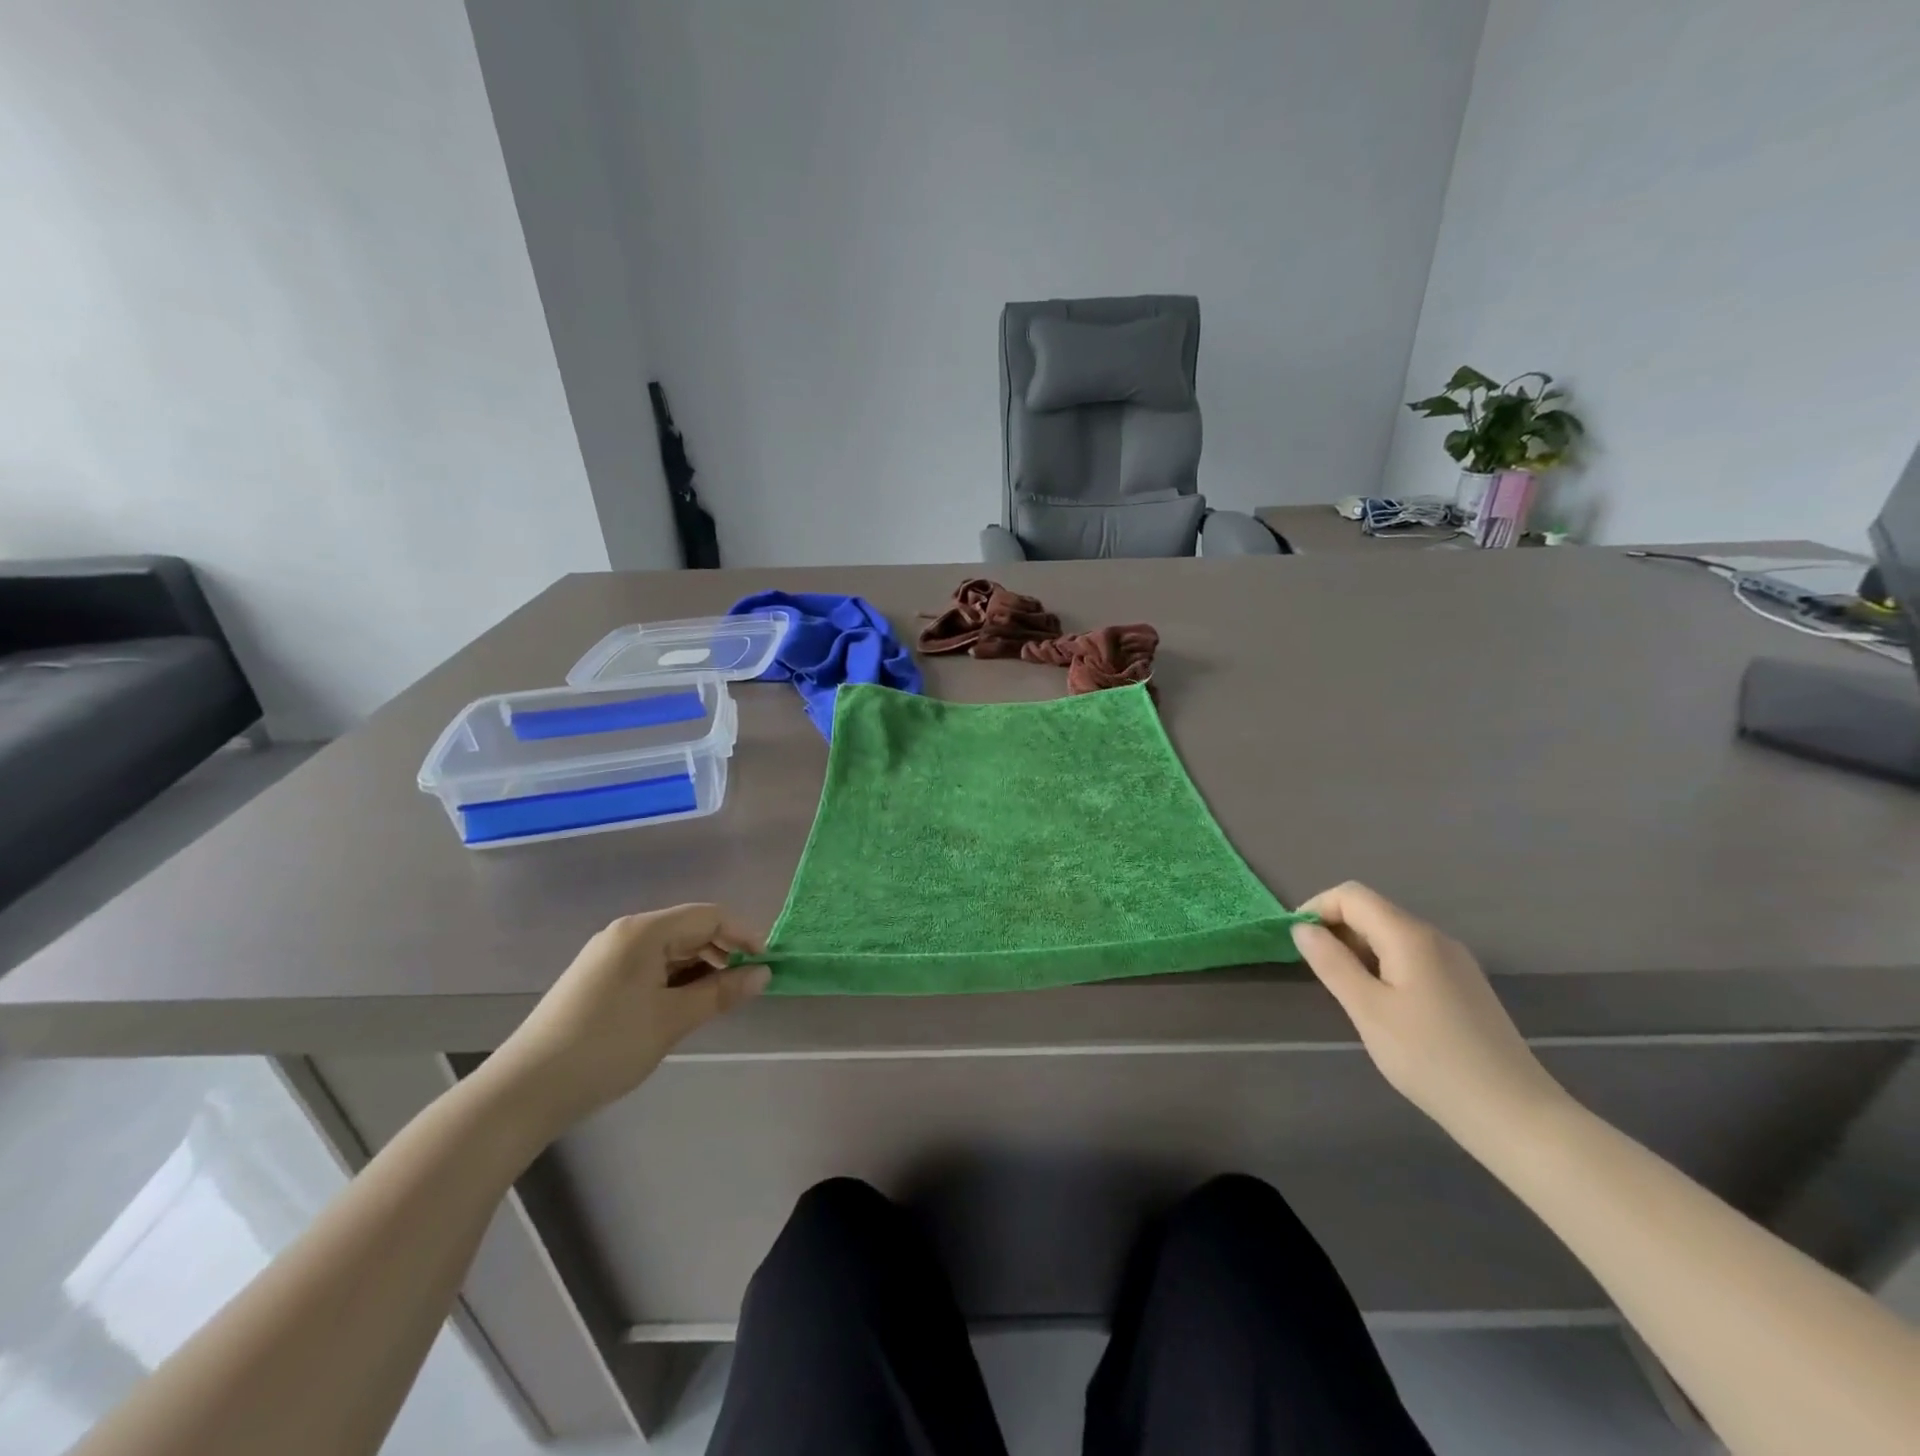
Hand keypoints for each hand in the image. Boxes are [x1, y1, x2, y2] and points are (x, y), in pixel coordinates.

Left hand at [488, 905, 766, 1134]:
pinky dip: (675, 979)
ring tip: (719, 1000)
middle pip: (690, 928)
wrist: (525, 1091)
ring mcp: (609, 955)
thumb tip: (764, 973)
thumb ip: (721, 992)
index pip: (709, 916)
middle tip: (746, 986)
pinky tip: (684, 1005)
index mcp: (644, 932)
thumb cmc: (606, 1047)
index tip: (766, 965)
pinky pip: (651, 965)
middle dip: (723, 952)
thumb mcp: (672, 1020)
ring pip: (671, 949)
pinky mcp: (599, 978)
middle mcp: (626, 933)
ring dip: (701, 967)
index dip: (743, 935)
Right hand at [1291, 882, 1567, 1145]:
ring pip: (1391, 935)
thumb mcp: (1367, 1010)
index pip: (1351, 895)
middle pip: (1372, 911)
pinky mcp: (1464, 986)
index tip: (1296, 943)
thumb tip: (1303, 929)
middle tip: (1316, 972)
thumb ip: (1331, 963)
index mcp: (1409, 936)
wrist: (1515, 1114)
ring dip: (1357, 949)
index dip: (1316, 909)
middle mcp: (1434, 938)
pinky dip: (1383, 965)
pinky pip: (1411, 956)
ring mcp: (1454, 961)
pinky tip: (1383, 1006)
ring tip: (1346, 992)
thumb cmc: (1431, 1059)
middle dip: (1335, 930)